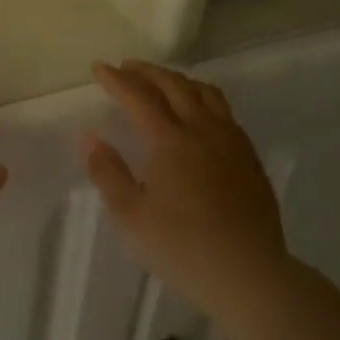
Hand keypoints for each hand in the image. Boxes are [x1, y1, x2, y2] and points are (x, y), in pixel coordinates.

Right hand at [81, 60, 290, 324]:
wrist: (247, 272)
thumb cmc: (180, 247)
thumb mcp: (130, 215)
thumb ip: (108, 172)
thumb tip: (89, 137)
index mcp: (170, 141)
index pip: (139, 97)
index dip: (117, 80)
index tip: (99, 68)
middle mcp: (203, 130)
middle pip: (175, 86)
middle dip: (148, 72)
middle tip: (127, 67)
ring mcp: (232, 142)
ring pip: (206, 94)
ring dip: (179, 80)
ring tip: (162, 82)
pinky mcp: (249, 157)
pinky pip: (224, 112)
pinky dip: (203, 99)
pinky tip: (199, 114)